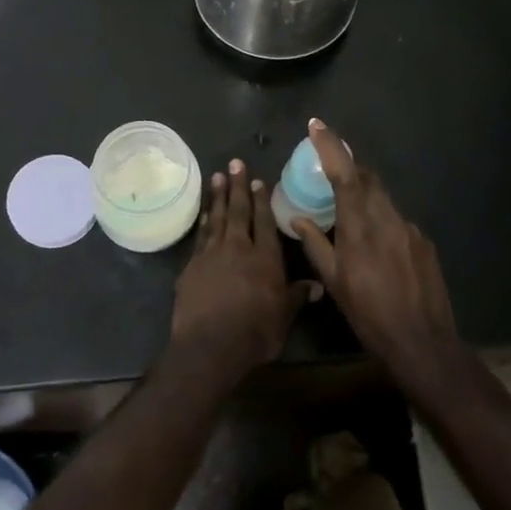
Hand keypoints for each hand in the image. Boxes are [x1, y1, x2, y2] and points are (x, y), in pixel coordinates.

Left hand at [171, 159, 306, 379]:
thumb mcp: (284, 317)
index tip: (258, 179)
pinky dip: (203, 222)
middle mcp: (238, 248)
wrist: (209, 346)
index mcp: (265, 257)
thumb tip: (318, 285)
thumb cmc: (254, 332)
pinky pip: (200, 237)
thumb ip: (298, 296)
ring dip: (218, 197)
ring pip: (217, 219)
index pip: (263, 221)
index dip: (261, 200)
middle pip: (238, 211)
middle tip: (234, 163)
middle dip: (237, 187)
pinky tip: (204, 214)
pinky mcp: (191, 267)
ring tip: (217, 177)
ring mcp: (211, 255)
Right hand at [292, 120, 459, 392]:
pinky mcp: (423, 242)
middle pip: (367, 179)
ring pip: (382, 198)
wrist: (423, 343)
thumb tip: (298, 218)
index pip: (345, 174)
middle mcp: (387, 219)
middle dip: (348, 167)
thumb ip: (315, 244)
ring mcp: (409, 229)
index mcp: (360, 227)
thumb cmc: (369, 315)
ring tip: (348, 208)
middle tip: (328, 168)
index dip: (331, 146)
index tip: (316, 125)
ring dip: (364, 194)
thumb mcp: (334, 282)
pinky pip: (396, 219)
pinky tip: (375, 243)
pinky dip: (380, 218)